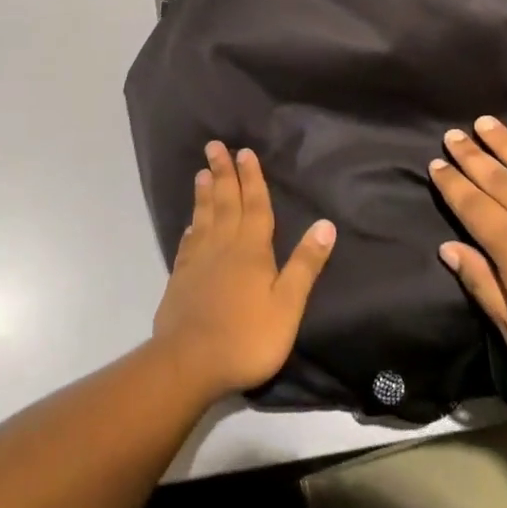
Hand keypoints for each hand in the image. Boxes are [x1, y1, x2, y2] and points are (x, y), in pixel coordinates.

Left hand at [152, 141, 335, 399]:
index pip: (255, 206)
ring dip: (205, 193)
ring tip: (202, 172)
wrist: (190, 361)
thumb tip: (325, 224)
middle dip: (224, 173)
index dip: (252, 179)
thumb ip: (305, 264)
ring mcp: (198, 261)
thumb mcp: (287, 304)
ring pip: (204, 218)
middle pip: (225, 203)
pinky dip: (191, 227)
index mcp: (252, 250)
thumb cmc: (247, 336)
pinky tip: (191, 224)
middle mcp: (223, 247)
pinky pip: (188, 243)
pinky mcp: (181, 278)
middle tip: (215, 146)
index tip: (245, 152)